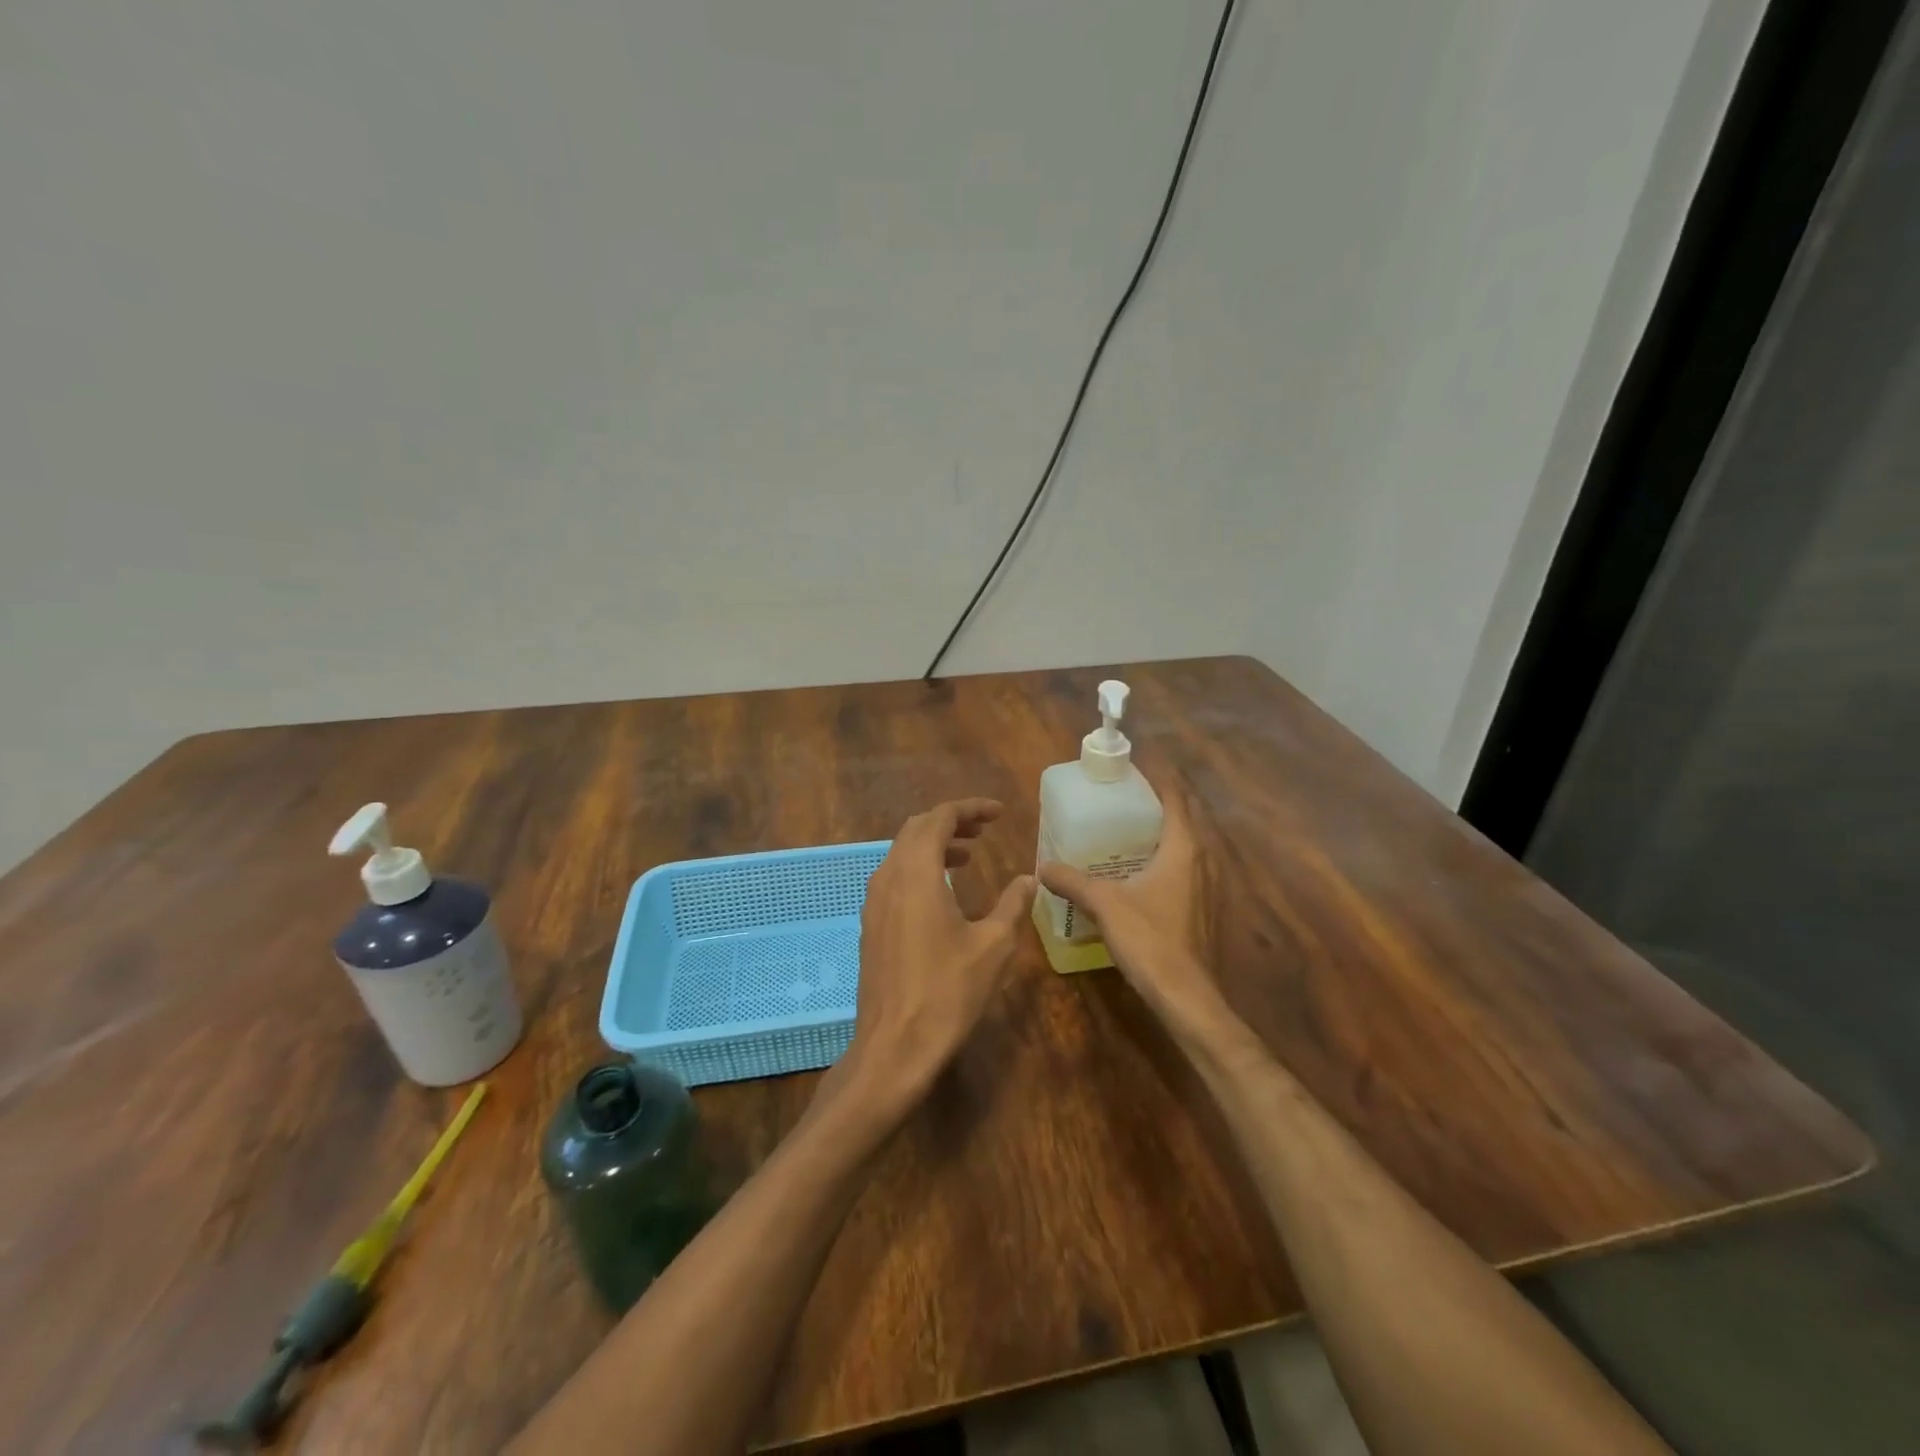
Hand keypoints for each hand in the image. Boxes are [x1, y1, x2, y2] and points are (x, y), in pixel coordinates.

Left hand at [842, 799, 1032, 1107]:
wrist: (894, 1046)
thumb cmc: (948, 992)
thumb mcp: (993, 946)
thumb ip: (1012, 905)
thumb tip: (1028, 878)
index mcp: (916, 872)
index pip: (940, 818)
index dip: (970, 808)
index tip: (999, 813)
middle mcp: (888, 877)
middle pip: (916, 829)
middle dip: (951, 822)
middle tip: (984, 830)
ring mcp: (874, 902)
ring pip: (902, 853)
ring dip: (934, 845)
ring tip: (968, 855)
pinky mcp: (871, 924)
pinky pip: (895, 877)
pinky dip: (920, 868)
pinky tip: (943, 892)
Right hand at [1037, 782, 1218, 1021]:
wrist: (1185, 995)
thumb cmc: (1149, 939)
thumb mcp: (1104, 904)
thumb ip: (1073, 880)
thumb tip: (1042, 865)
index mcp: (1183, 848)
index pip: (1176, 798)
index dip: (1159, 780)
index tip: (1134, 770)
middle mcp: (1203, 860)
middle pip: (1186, 818)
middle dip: (1160, 804)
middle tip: (1126, 799)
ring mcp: (1209, 886)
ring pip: (1189, 846)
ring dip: (1166, 833)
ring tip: (1131, 830)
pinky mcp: (1206, 909)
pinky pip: (1189, 869)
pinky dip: (1169, 859)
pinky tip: (1143, 873)